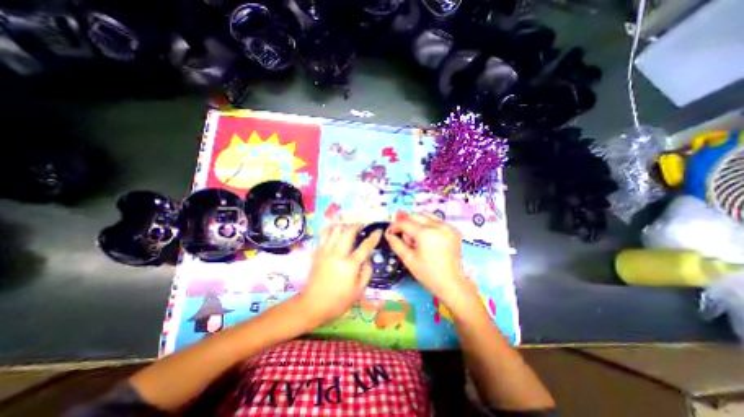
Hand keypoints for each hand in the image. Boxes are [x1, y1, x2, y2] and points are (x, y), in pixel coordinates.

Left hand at [296, 223, 379, 326]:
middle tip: (362, 226)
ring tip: (349, 228)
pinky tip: (336, 230)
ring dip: (344, 225)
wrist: (313, 305)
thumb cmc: (339, 300)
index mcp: (350, 265)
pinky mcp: (317, 252)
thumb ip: (367, 272)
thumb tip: (368, 258)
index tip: (378, 230)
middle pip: (348, 232)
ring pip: (335, 229)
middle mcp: (337, 254)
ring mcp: (325, 251)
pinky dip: (331, 229)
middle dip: (357, 225)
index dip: (374, 237)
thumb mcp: (359, 290)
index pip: (365, 246)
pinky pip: (324, 234)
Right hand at [387, 213, 479, 314]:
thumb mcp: (408, 259)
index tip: (390, 232)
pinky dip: (428, 225)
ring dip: (417, 223)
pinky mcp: (454, 230)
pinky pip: (436, 221)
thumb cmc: (427, 274)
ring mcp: (448, 226)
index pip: (405, 222)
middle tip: (404, 238)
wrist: (451, 284)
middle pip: (415, 215)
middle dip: (406, 224)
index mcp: (426, 233)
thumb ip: (396, 243)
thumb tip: (388, 233)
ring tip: (417, 238)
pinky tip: (428, 239)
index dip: (395, 226)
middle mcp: (438, 225)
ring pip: (426, 216)